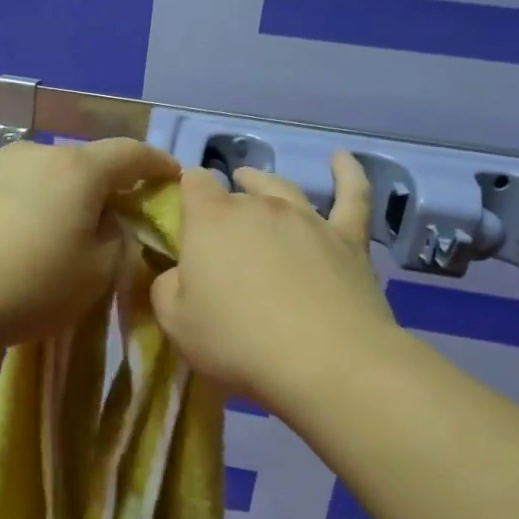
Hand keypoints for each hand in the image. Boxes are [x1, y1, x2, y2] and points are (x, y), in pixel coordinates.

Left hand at [0, 136, 179, 355]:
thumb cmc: (28, 288)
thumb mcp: (97, 274)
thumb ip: (118, 239)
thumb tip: (107, 222)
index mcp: (77, 168)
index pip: (132, 153)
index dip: (158, 165)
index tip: (173, 178)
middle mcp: (35, 153)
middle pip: (86, 163)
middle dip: (107, 187)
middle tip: (115, 221)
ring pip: (47, 176)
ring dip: (65, 198)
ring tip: (63, 235)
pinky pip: (15, 190)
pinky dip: (31, 206)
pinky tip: (20, 240)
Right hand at [151, 153, 397, 411]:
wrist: (324, 360)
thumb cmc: (237, 341)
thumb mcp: (176, 322)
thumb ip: (166, 288)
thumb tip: (176, 273)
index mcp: (211, 221)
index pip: (193, 184)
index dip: (185, 190)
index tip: (181, 208)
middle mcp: (259, 207)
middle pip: (237, 191)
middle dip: (223, 202)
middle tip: (217, 225)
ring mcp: (307, 219)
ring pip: (282, 188)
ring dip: (263, 181)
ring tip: (252, 179)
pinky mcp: (348, 238)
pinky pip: (352, 195)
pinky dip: (347, 174)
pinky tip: (342, 159)